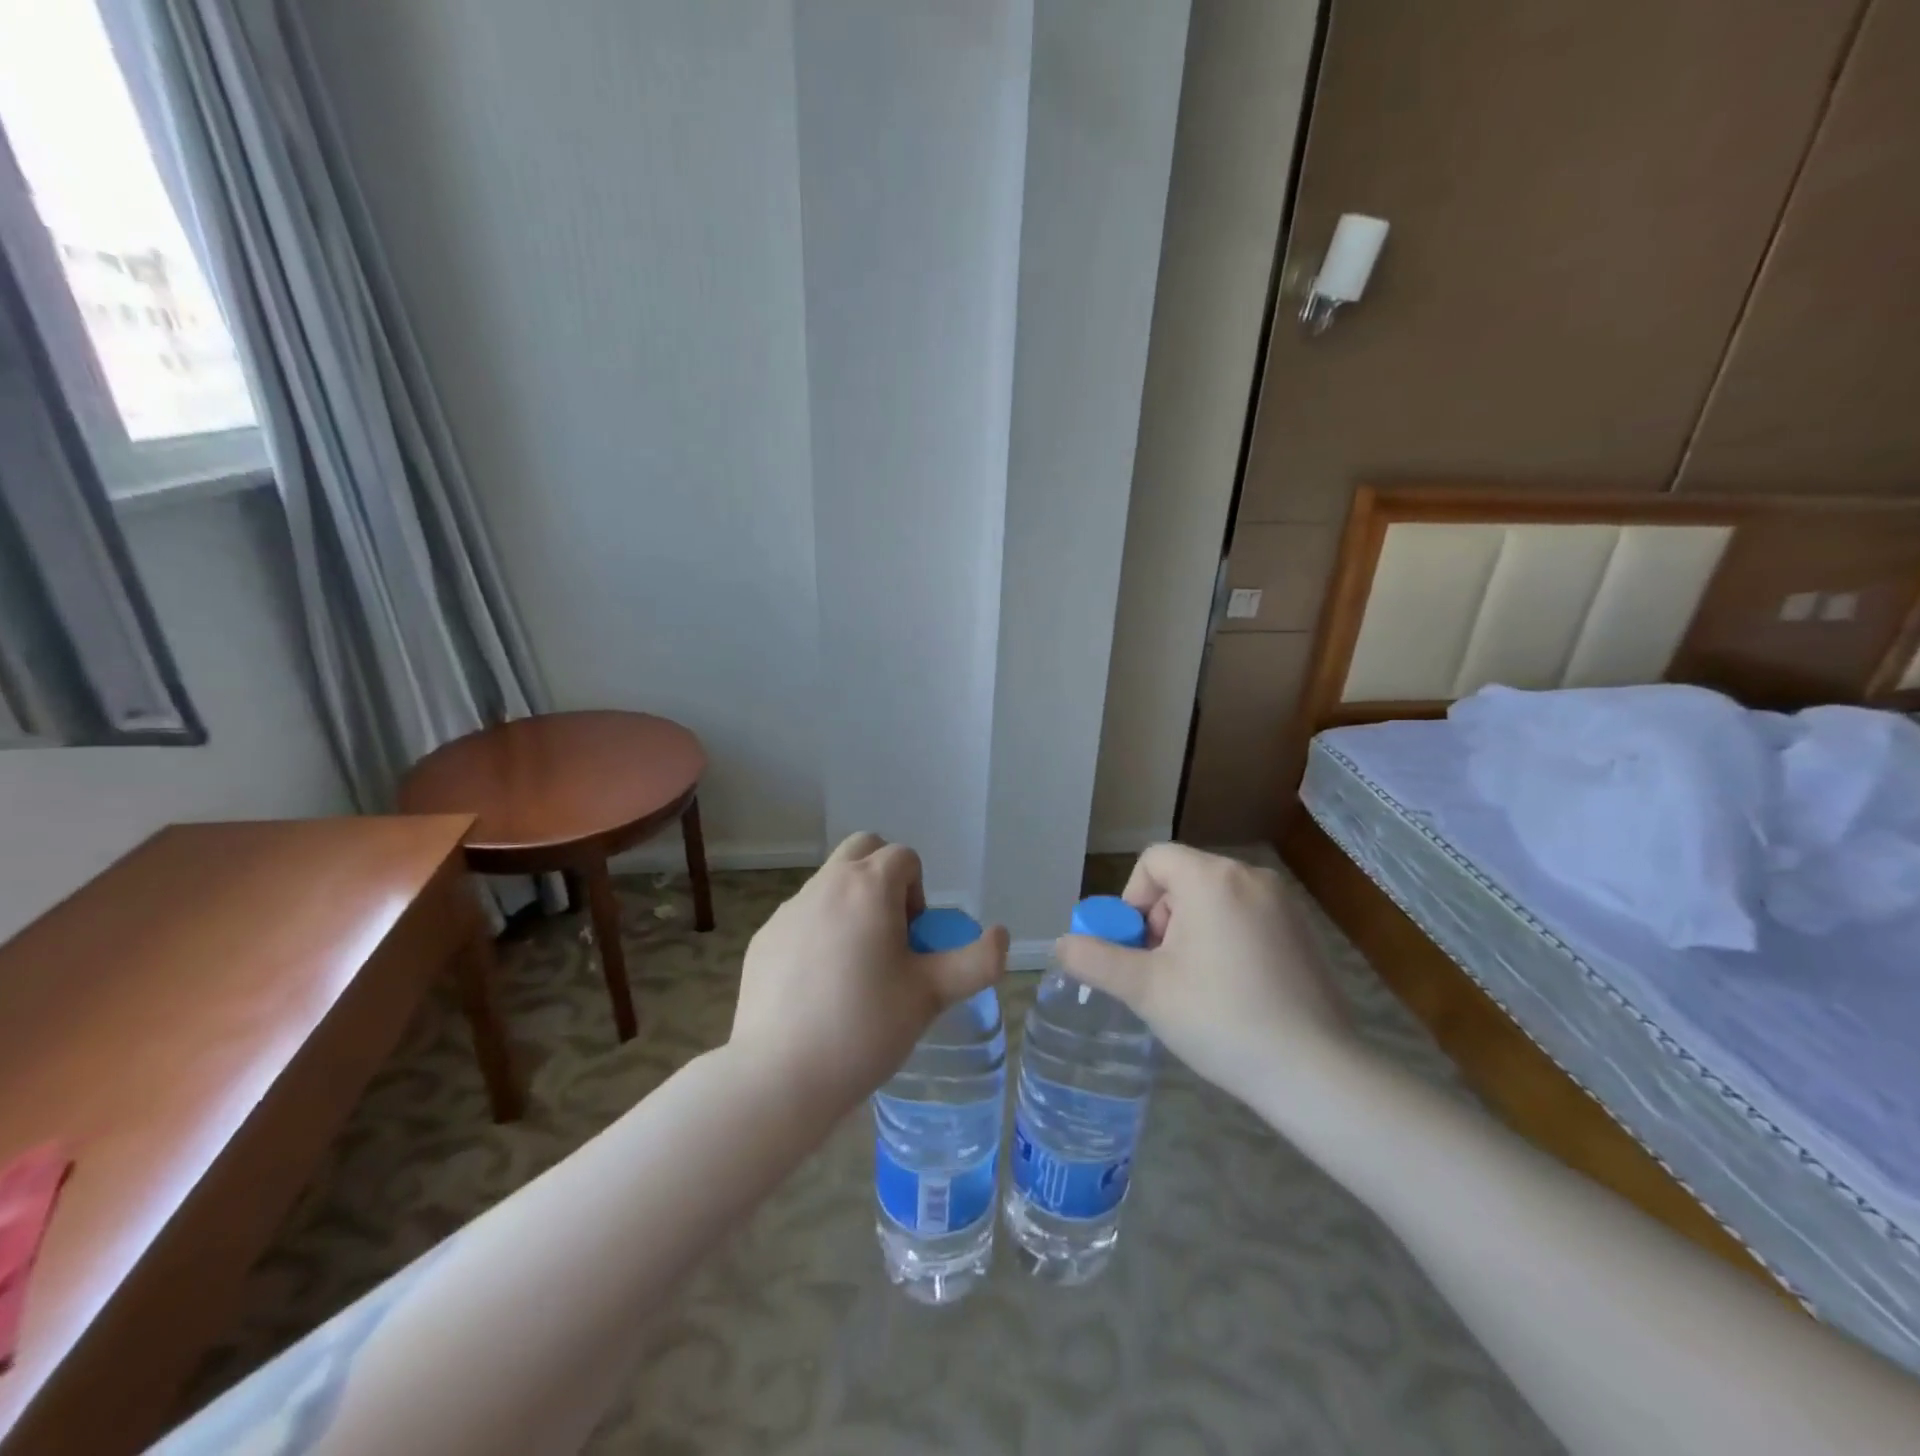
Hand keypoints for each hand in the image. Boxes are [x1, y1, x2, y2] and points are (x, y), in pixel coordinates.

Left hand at [730, 832, 1008, 1110]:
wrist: (780, 1076)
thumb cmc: (865, 1028)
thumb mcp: (932, 995)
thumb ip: (977, 961)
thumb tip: (1001, 936)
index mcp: (869, 887)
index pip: (904, 857)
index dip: (919, 892)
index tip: (914, 940)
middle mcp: (826, 884)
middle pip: (863, 849)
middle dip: (884, 877)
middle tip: (890, 934)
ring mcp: (789, 909)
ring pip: (830, 882)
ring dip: (851, 904)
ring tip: (856, 966)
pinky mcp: (764, 937)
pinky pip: (802, 917)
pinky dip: (818, 931)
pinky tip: (818, 986)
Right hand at [1055, 844, 1355, 1107]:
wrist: (1315, 1071)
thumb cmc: (1220, 1018)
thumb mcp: (1145, 989)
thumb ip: (1095, 959)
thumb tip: (1061, 945)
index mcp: (1212, 878)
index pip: (1154, 861)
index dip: (1133, 899)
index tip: (1138, 948)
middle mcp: (1251, 876)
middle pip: (1183, 880)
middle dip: (1161, 922)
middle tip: (1163, 974)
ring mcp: (1284, 904)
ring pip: (1214, 901)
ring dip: (1191, 934)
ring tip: (1197, 988)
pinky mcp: (1305, 932)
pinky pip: (1247, 919)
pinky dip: (1227, 942)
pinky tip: (1234, 992)